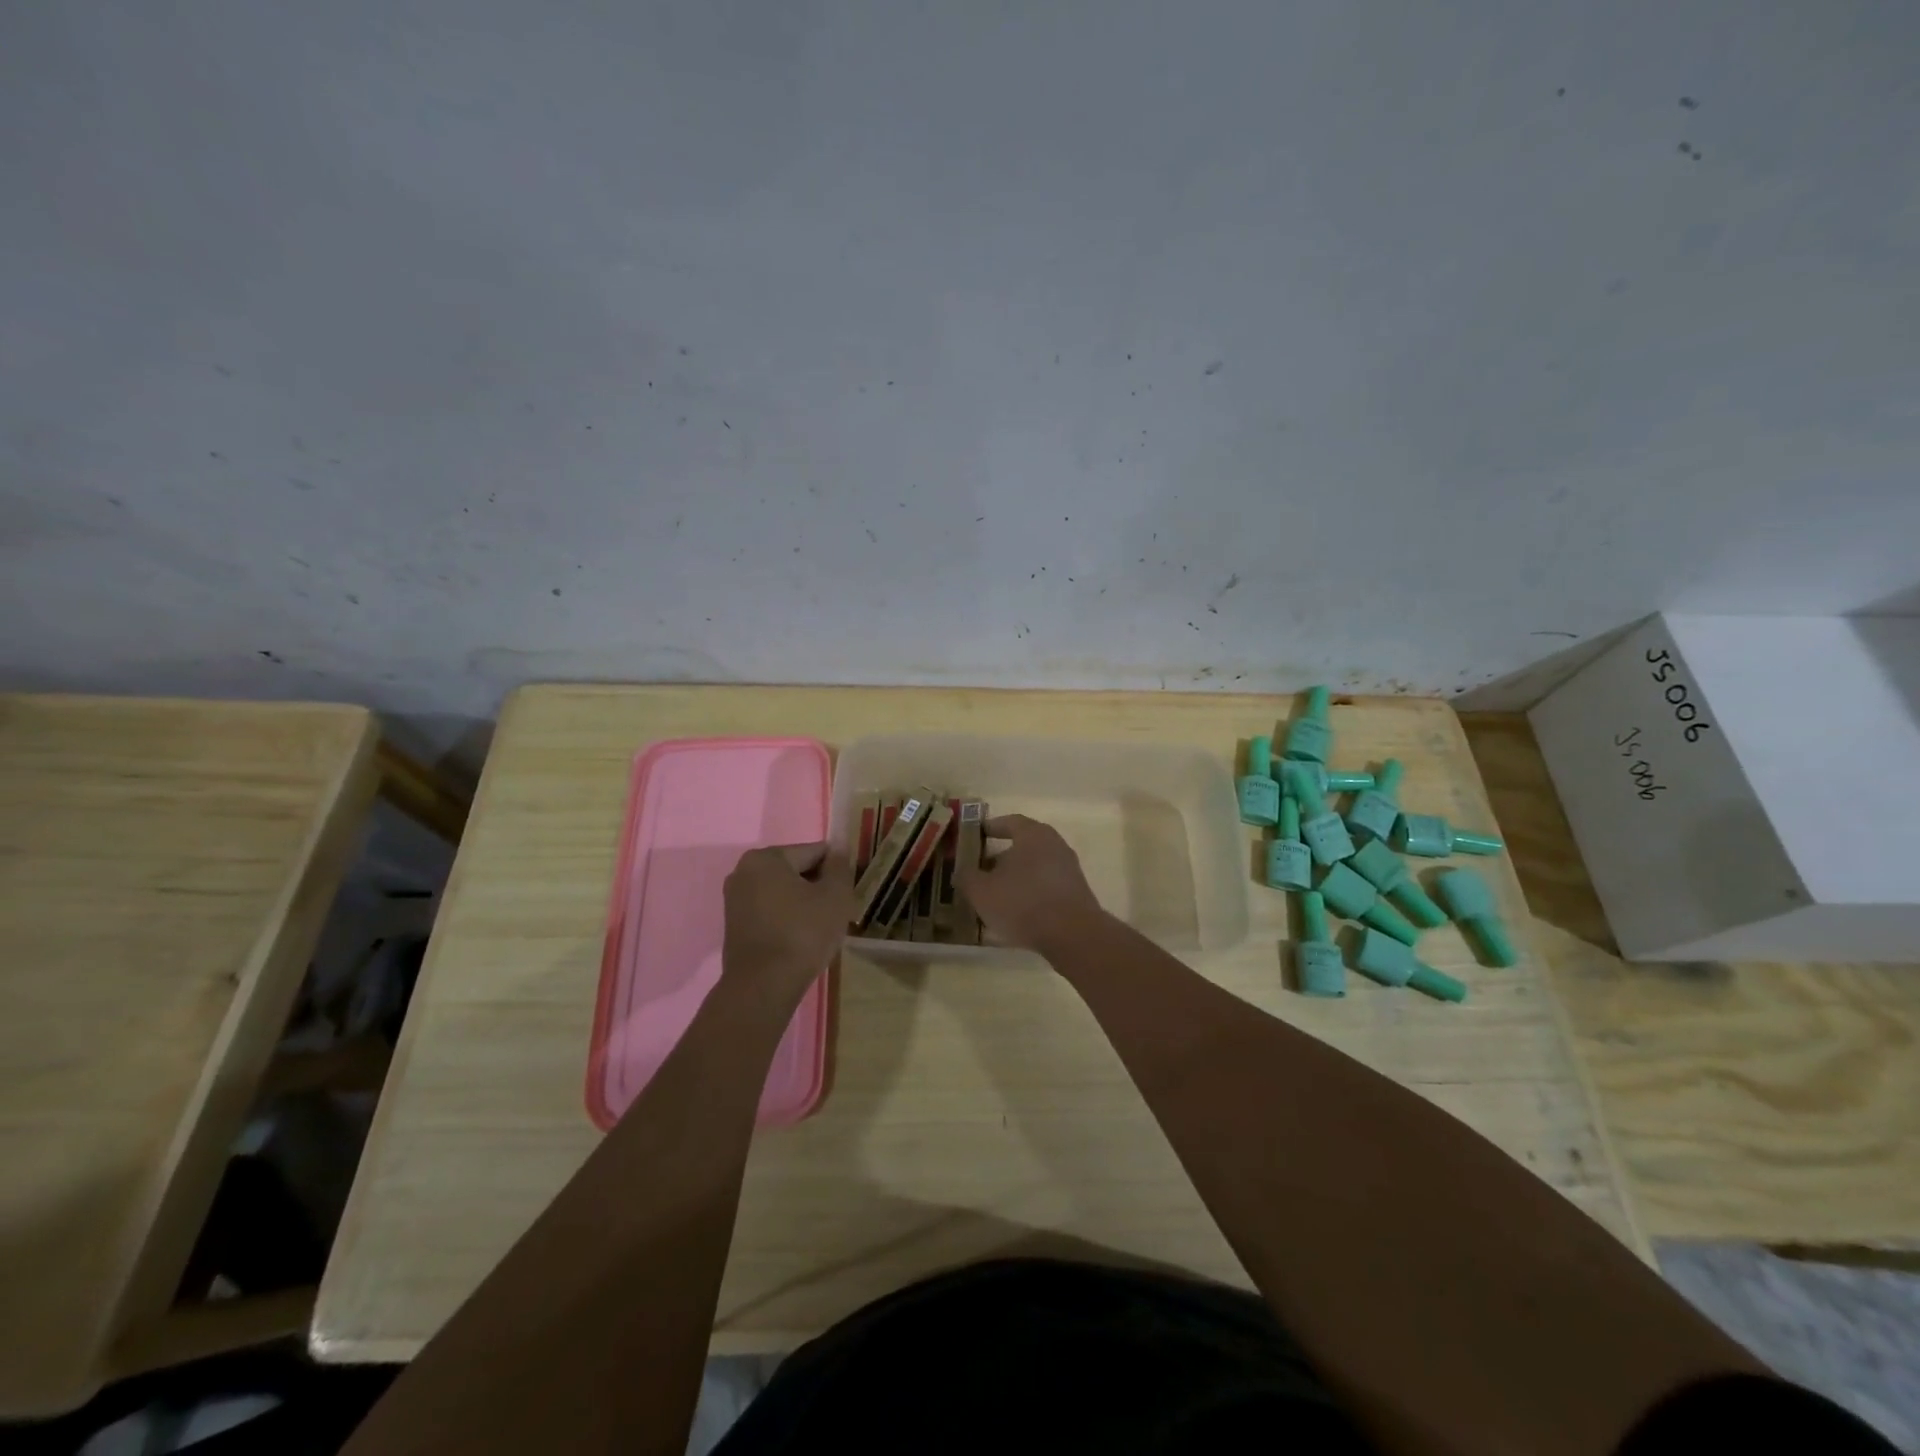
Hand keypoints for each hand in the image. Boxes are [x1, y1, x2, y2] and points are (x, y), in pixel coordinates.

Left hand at [722, 843, 853, 1005]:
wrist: (764, 986)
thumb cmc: (803, 933)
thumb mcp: (835, 896)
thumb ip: (840, 867)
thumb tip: (839, 848)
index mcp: (766, 858)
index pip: (814, 853)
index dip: (836, 871)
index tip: (847, 893)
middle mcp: (744, 872)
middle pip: (796, 871)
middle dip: (818, 887)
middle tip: (837, 913)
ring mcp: (735, 900)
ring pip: (783, 893)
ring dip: (804, 904)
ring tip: (821, 929)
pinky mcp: (734, 925)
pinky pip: (770, 911)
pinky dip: (787, 919)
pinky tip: (802, 939)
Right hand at [955, 814, 1108, 954]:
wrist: (1072, 935)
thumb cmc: (1022, 902)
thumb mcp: (982, 891)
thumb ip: (967, 877)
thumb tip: (963, 871)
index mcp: (1033, 834)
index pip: (1009, 822)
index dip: (991, 827)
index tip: (976, 834)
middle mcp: (1055, 845)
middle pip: (1023, 845)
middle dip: (1000, 857)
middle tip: (980, 869)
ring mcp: (1069, 869)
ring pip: (1034, 867)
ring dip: (1015, 877)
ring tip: (995, 894)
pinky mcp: (1076, 893)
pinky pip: (1046, 886)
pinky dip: (1029, 893)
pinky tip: (1016, 912)